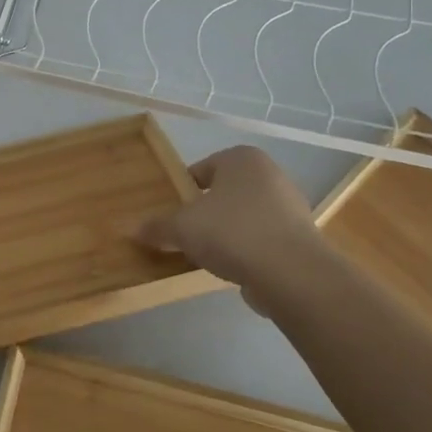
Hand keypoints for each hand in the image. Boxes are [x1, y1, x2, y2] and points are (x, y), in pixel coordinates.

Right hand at [134, 146, 331, 316]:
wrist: (291, 273)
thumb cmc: (232, 232)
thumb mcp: (182, 228)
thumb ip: (157, 227)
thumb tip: (131, 229)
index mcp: (241, 158)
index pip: (202, 169)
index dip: (182, 191)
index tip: (170, 213)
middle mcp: (269, 174)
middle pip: (224, 193)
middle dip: (205, 213)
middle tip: (184, 234)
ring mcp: (290, 206)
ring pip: (244, 216)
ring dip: (226, 233)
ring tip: (206, 256)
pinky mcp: (300, 238)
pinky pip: (262, 240)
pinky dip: (247, 251)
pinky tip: (233, 269)